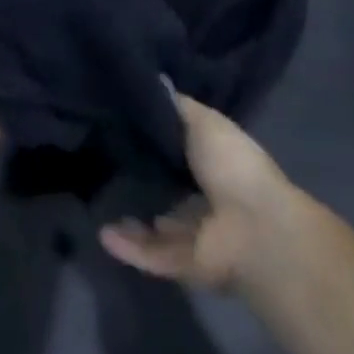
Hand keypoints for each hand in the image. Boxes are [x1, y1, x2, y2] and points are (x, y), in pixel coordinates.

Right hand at [100, 92, 296, 290]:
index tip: (124, 125)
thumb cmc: (232, 166)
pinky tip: (102, 233)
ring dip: (133, 221)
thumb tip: (154, 88)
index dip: (159, 140)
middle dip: (145, 179)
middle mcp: (210, 200)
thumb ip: (177, 107)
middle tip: (105, 161)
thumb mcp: (204, 121)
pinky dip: (128, 248)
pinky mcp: (185, 265)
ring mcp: (199, 236)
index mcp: (219, 164)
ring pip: (158, 229)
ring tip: (99, 200)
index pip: (185, 152)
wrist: (254, 229)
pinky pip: (151, 255)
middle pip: (172, 190)